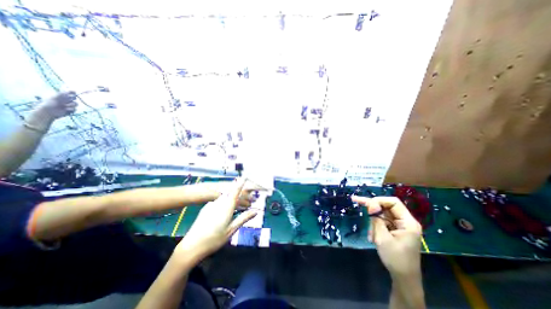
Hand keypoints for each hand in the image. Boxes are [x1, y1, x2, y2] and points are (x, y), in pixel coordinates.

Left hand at [36, 90, 77, 118]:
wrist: (49, 112)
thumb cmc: (49, 103)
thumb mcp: (55, 97)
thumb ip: (63, 94)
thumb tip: (72, 90)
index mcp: (61, 96)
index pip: (69, 93)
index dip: (72, 92)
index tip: (74, 92)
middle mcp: (65, 100)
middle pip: (74, 98)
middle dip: (72, 99)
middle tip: (68, 100)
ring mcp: (68, 105)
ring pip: (76, 104)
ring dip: (72, 105)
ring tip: (66, 106)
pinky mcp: (71, 110)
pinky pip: (75, 109)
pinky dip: (71, 109)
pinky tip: (66, 109)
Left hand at [175, 178, 256, 262]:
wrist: (191, 246)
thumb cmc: (214, 239)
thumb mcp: (231, 230)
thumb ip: (244, 218)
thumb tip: (256, 211)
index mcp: (226, 207)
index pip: (236, 191)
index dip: (241, 183)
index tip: (246, 177)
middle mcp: (219, 202)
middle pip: (231, 192)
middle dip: (240, 192)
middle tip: (248, 198)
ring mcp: (212, 204)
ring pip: (225, 195)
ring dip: (233, 196)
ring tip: (240, 203)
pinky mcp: (206, 208)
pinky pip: (219, 199)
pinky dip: (226, 199)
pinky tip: (227, 206)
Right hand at [350, 197, 422, 278]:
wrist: (404, 278)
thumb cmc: (395, 258)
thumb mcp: (382, 237)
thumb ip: (376, 219)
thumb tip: (371, 203)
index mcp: (408, 223)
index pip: (393, 202)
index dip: (379, 200)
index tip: (366, 205)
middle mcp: (405, 221)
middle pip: (386, 206)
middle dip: (371, 207)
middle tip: (355, 200)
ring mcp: (400, 225)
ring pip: (382, 215)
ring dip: (373, 222)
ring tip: (371, 236)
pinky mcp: (395, 229)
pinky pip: (383, 222)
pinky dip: (375, 227)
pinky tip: (373, 237)